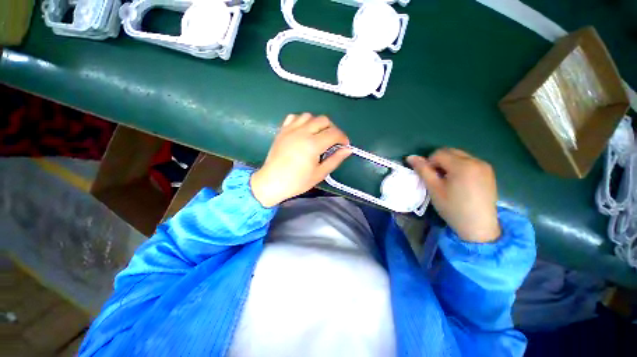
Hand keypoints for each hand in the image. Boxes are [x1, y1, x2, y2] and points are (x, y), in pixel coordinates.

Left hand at [250, 113, 351, 206]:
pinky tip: (304, 130)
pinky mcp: (282, 130)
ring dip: (318, 123)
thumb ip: (335, 159)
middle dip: (332, 129)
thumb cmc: (297, 181)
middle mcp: (302, 132)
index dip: (343, 138)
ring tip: (318, 135)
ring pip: (309, 116)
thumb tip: (348, 149)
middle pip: (323, 120)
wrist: (272, 182)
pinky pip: (294, 117)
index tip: (344, 145)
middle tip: (333, 141)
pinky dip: (303, 120)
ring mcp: (291, 129)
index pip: (334, 133)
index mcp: (313, 144)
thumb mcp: (319, 173)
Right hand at [407, 148, 500, 242]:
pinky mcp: (489, 173)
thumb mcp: (434, 189)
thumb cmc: (453, 208)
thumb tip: (410, 157)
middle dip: (439, 162)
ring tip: (449, 181)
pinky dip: (460, 167)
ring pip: (460, 156)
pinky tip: (460, 183)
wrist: (479, 226)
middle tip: (437, 179)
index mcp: (462, 165)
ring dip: (450, 164)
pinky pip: (470, 162)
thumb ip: (423, 170)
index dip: (429, 163)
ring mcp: (485, 166)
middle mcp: (476, 161)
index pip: (439, 153)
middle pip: (450, 152)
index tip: (430, 177)